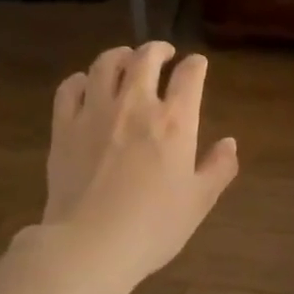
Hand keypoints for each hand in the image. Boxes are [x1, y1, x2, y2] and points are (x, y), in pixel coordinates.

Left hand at [30, 42, 238, 293]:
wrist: (91, 244)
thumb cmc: (153, 227)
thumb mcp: (199, 202)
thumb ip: (218, 168)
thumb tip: (230, 143)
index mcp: (175, 122)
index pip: (190, 76)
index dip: (196, 65)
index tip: (197, 65)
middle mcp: (136, 105)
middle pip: (145, 58)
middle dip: (158, 49)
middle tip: (163, 53)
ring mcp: (95, 112)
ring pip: (106, 64)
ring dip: (120, 56)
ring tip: (126, 60)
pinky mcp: (63, 126)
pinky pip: (70, 88)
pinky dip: (82, 80)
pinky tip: (87, 86)